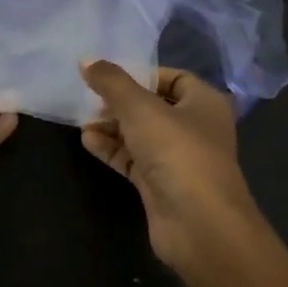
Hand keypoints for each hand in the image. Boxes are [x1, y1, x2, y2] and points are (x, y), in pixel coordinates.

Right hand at [79, 61, 263, 279]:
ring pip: (140, 134)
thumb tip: (86, 60)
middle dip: (120, 102)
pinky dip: (112, 149)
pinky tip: (87, 141)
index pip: (172, 77)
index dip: (141, 73)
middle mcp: (195, 128)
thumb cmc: (177, 152)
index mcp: (204, 102)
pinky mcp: (161, 185)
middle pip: (152, 105)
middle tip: (89, 98)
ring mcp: (178, 159)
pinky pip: (133, 159)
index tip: (108, 75)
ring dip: (112, 126)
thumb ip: (111, 81)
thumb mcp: (139, 107)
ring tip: (83, 121)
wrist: (199, 225)